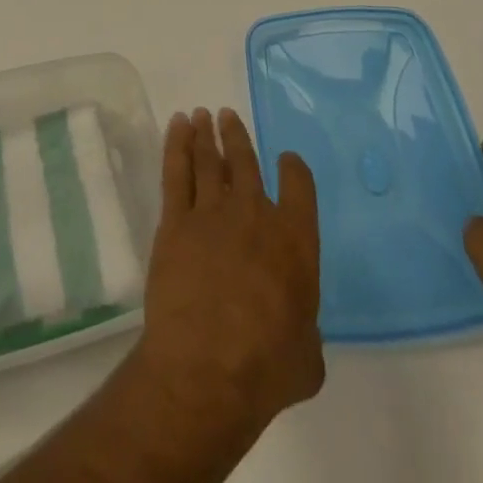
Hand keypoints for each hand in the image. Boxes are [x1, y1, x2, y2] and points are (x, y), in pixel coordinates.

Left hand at [135, 107, 323, 431]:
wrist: (207, 366)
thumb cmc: (266, 367)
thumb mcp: (307, 358)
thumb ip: (306, 334)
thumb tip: (299, 335)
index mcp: (295, 239)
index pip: (299, 184)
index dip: (293, 169)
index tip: (286, 161)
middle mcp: (255, 213)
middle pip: (245, 161)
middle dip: (236, 136)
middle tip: (226, 115)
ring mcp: (212, 211)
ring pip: (209, 160)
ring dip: (206, 134)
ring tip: (202, 114)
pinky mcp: (176, 220)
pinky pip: (177, 171)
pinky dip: (177, 145)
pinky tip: (177, 127)